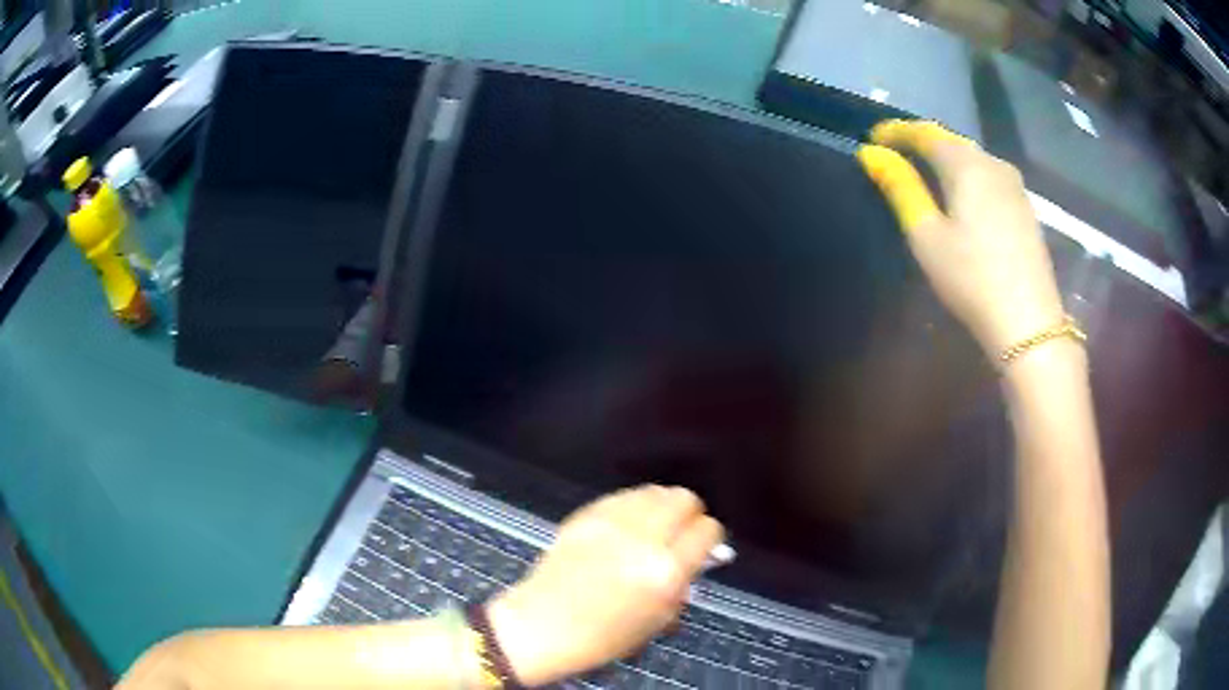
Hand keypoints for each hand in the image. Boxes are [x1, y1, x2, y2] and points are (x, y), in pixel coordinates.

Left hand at [487, 486, 723, 685]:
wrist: (541, 627)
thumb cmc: (601, 638)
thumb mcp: (657, 620)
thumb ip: (683, 584)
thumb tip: (702, 557)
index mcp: (664, 572)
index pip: (707, 530)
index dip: (710, 539)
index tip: (703, 549)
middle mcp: (641, 539)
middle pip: (684, 498)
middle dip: (689, 515)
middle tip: (680, 534)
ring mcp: (610, 523)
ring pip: (654, 491)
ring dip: (661, 508)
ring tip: (652, 529)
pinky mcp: (585, 515)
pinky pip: (623, 497)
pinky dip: (633, 508)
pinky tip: (625, 528)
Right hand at [856, 120, 1066, 357]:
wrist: (1029, 323)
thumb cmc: (971, 279)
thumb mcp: (926, 236)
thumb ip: (901, 189)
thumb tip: (872, 154)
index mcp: (966, 165)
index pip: (925, 133)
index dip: (897, 131)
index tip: (873, 137)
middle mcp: (993, 163)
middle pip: (951, 141)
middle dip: (922, 142)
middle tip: (897, 151)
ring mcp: (1015, 186)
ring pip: (973, 158)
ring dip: (947, 158)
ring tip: (926, 171)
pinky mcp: (1025, 207)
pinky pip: (989, 176)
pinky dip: (968, 175)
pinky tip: (962, 193)